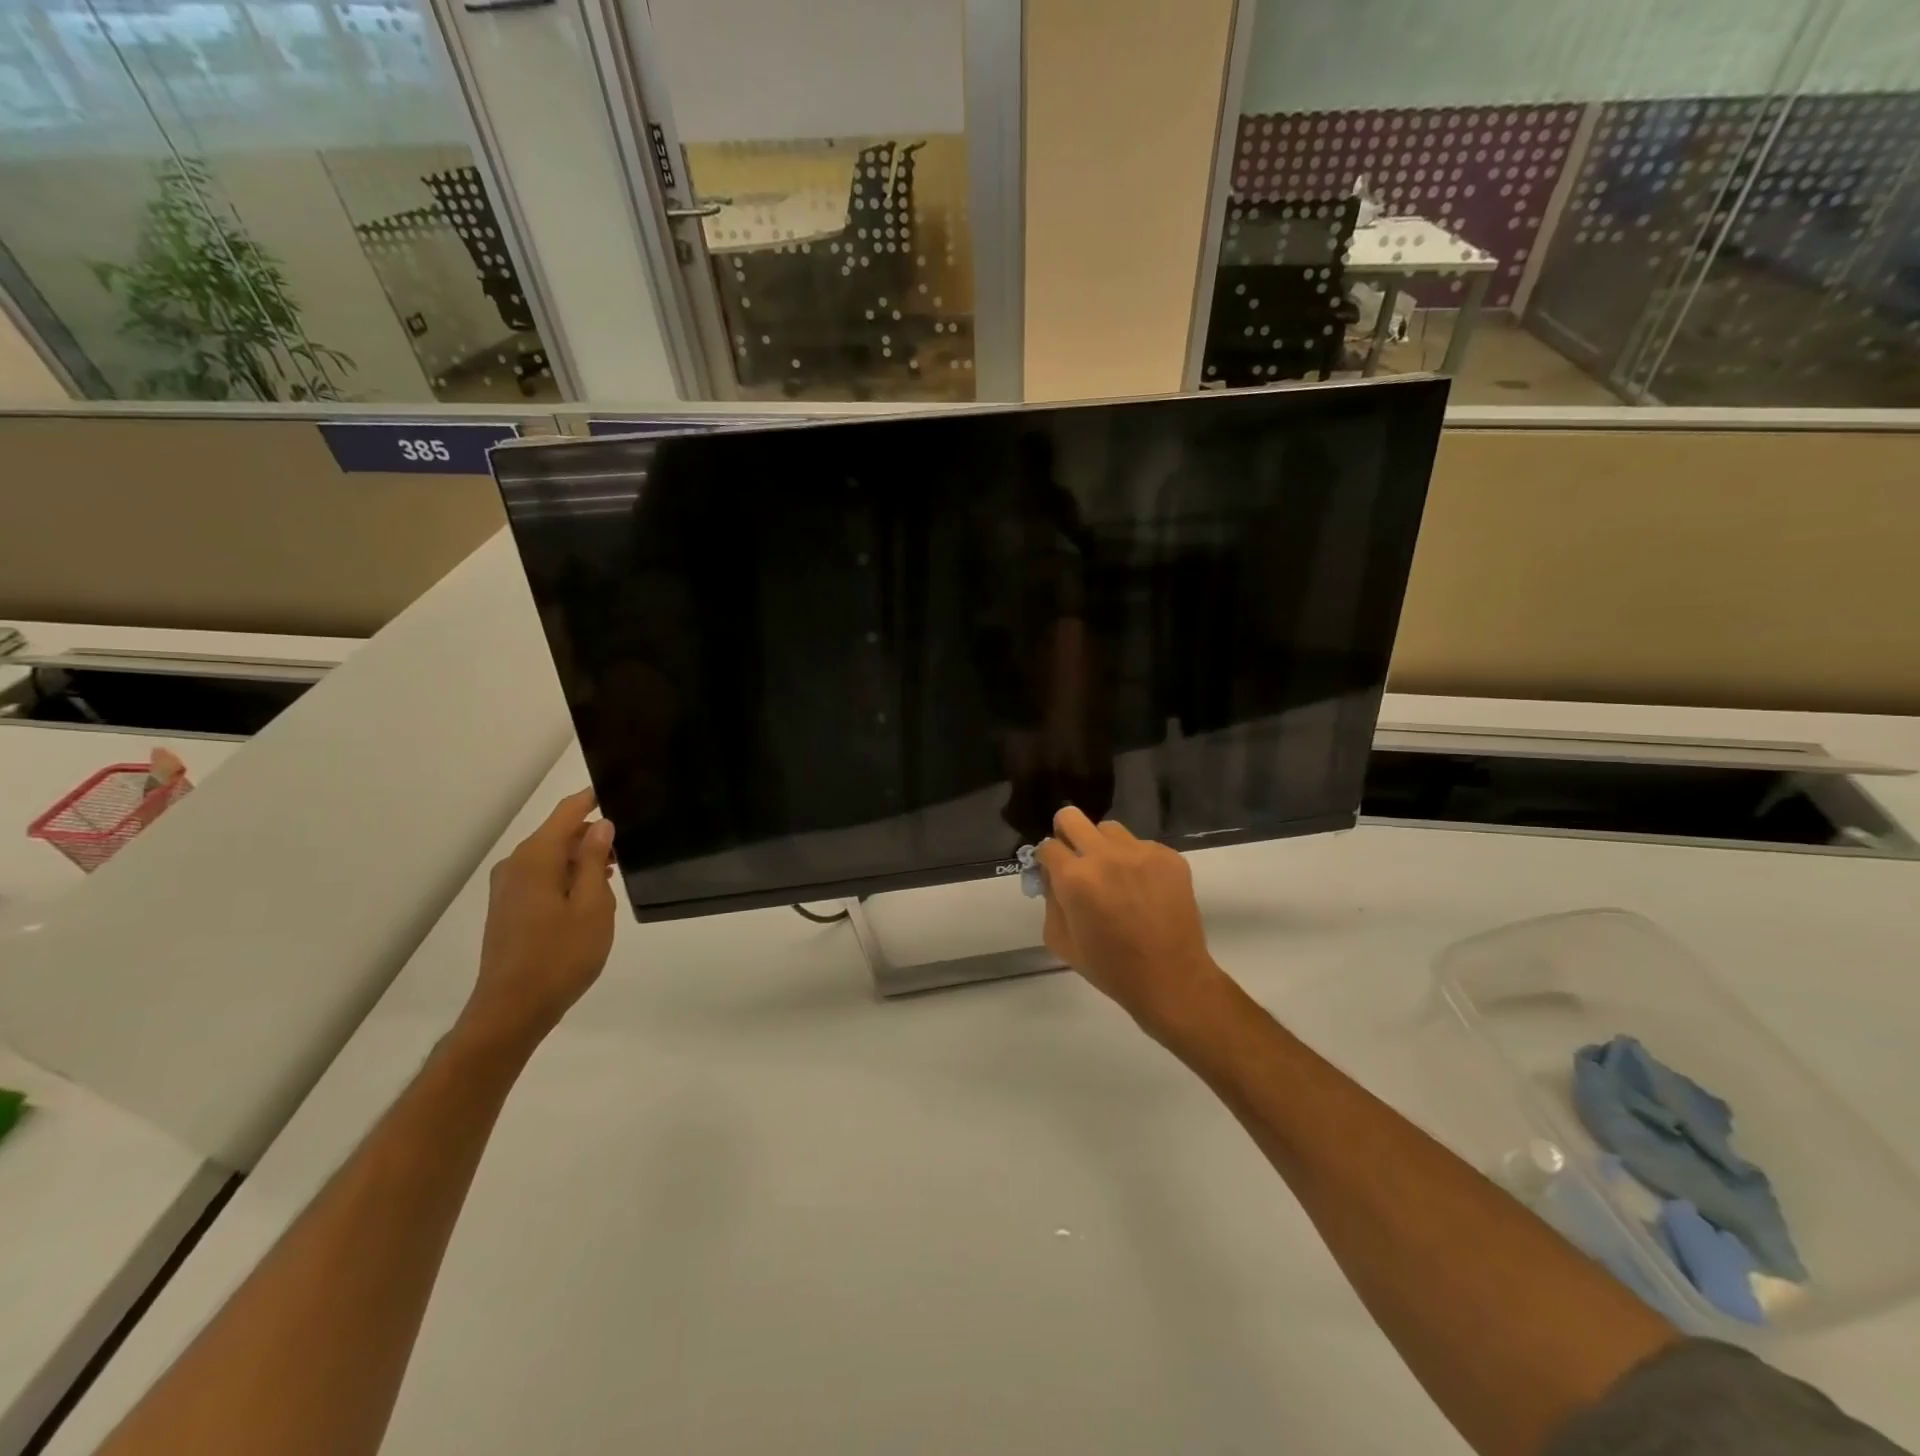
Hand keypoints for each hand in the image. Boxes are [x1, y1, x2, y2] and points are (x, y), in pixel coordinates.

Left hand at [457, 789, 616, 1056]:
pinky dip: (567, 877)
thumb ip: (596, 860)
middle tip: (631, 845)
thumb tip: (601, 825)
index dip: (592, 799)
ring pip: (552, 857)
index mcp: (536, 858)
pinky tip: (590, 899)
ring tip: (616, 875)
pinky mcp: (507, 908)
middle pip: (559, 834)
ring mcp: (507, 888)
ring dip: (582, 860)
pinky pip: (542, 877)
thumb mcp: (593, 906)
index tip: (620, 791)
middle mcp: (516, 865)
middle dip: (593, 835)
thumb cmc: (560, 955)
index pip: (567, 812)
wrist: (513, 1009)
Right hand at [1036, 807, 1229, 1038]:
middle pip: (1071, 817)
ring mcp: (1140, 852)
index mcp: (1075, 878)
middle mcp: (1106, 856)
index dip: (1047, 859)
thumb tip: (1051, 874)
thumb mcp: (1061, 941)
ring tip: (1113, 875)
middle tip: (1075, 858)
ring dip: (1102, 846)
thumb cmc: (1109, 967)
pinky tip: (1143, 889)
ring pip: (1108, 829)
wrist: (1170, 979)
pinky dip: (1135, 861)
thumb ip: (1049, 900)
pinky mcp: (1168, 856)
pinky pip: (1140, 845)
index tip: (1053, 872)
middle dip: (1066, 834)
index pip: (1048, 846)